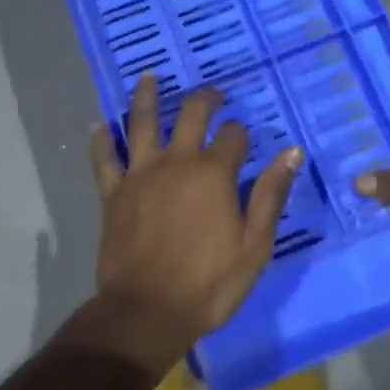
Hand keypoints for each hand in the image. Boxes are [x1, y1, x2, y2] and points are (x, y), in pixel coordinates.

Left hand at [82, 74, 302, 374]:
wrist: (147, 312)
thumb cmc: (209, 284)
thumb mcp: (255, 245)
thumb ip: (271, 195)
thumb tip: (291, 152)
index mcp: (213, 174)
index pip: (232, 136)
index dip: (241, 133)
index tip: (244, 138)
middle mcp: (176, 162)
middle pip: (190, 116)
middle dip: (204, 100)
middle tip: (212, 93)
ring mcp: (140, 174)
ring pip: (141, 124)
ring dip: (146, 97)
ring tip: (148, 77)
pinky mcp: (113, 193)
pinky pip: (104, 160)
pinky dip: (101, 141)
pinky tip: (98, 125)